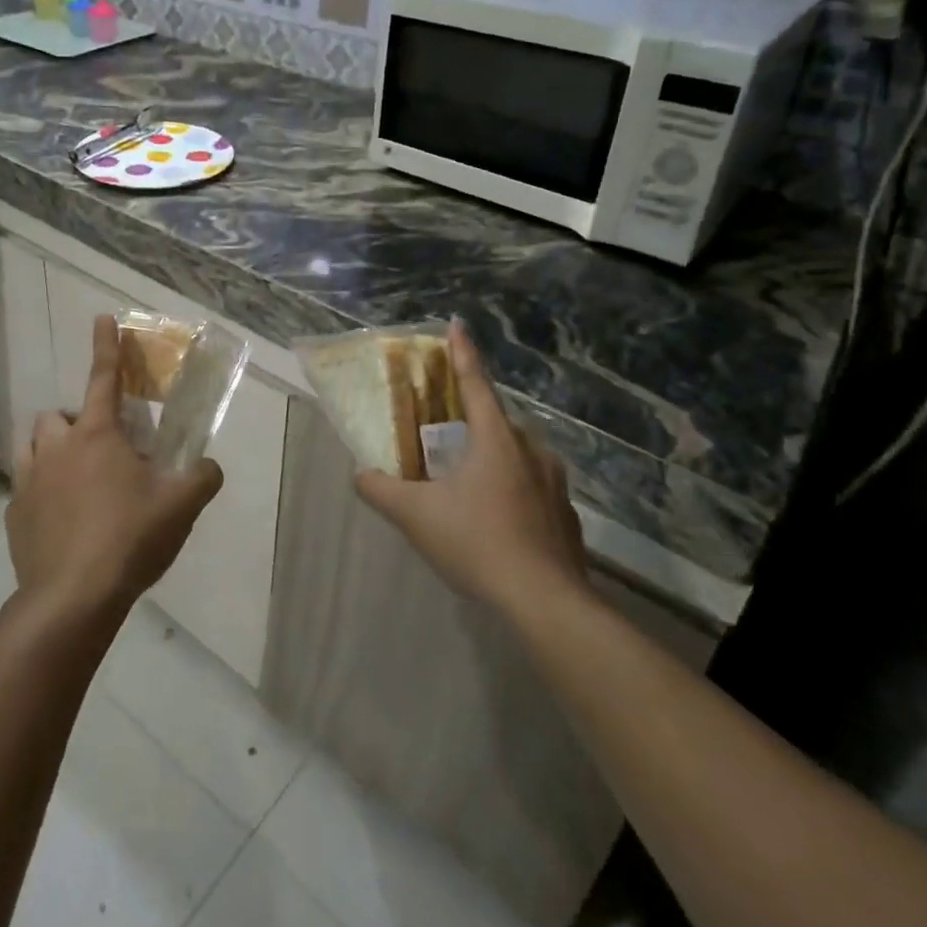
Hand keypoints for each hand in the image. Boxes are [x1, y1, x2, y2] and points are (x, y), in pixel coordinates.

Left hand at [8, 315, 222, 619]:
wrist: (72, 597)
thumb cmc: (129, 538)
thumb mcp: (181, 506)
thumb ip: (202, 477)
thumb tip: (208, 467)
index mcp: (98, 435)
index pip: (104, 378)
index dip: (106, 346)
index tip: (102, 318)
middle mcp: (57, 447)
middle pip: (57, 416)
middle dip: (76, 424)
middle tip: (102, 453)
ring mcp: (29, 480)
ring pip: (32, 444)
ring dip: (50, 449)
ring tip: (73, 477)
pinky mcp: (14, 513)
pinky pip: (24, 486)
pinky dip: (40, 490)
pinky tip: (60, 519)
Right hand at [355, 319, 590, 613]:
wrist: (545, 601)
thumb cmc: (477, 541)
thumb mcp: (415, 515)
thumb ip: (381, 490)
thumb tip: (360, 475)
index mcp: (495, 439)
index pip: (475, 383)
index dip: (463, 353)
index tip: (457, 325)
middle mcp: (530, 451)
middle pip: (498, 420)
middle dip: (473, 415)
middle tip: (447, 425)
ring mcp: (554, 484)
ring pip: (519, 454)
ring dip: (494, 453)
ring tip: (469, 474)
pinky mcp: (565, 515)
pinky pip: (533, 486)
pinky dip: (512, 487)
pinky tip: (497, 515)